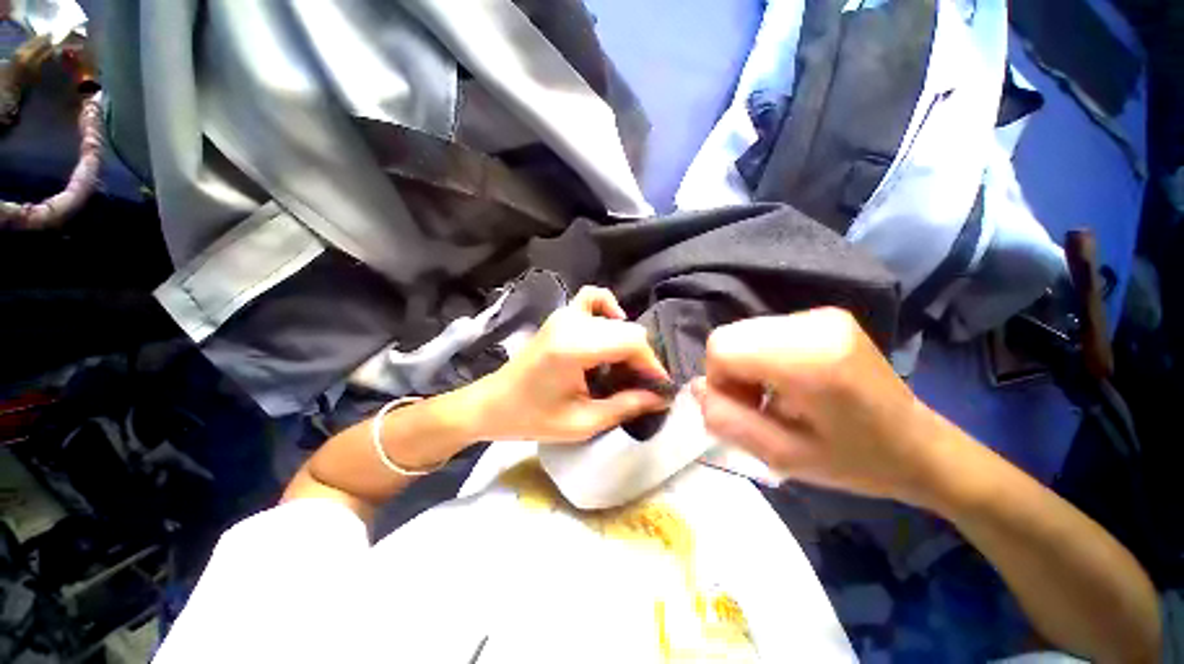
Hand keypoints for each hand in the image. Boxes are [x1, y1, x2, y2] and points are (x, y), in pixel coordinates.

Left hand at [471, 287, 670, 442]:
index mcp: (573, 347)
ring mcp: (564, 314)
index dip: (651, 364)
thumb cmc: (532, 417)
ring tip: (625, 368)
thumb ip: (625, 406)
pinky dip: (609, 310)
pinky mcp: (561, 315)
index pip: (631, 342)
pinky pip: (593, 299)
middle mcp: (571, 322)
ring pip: (615, 320)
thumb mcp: (582, 422)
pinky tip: (611, 331)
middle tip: (641, 386)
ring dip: (627, 342)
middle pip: (628, 330)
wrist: (493, 403)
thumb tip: (660, 398)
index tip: (658, 388)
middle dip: (641, 358)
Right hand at [692, 308, 960, 507]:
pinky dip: (763, 355)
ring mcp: (822, 315)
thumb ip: (728, 421)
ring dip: (746, 364)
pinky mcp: (825, 316)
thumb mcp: (783, 456)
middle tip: (759, 405)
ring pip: (744, 332)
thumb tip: (697, 389)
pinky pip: (765, 331)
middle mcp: (815, 323)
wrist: (920, 446)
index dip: (719, 379)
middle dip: (730, 371)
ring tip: (776, 395)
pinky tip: (789, 381)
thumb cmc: (856, 460)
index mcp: (810, 358)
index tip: (743, 408)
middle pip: (730, 336)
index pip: (722, 346)